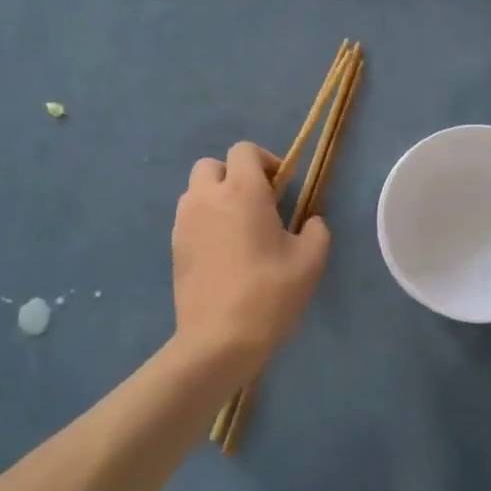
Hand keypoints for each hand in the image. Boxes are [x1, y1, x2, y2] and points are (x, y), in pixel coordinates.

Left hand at [171, 142, 330, 380]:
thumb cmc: (270, 294)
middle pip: (212, 165)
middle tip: (257, 204)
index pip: (244, 150)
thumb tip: (309, 221)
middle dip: (234, 175)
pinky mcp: (174, 247)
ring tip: (238, 229)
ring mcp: (184, 222)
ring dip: (216, 198)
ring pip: (196, 191)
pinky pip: (189, 218)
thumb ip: (316, 230)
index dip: (265, 161)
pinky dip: (204, 222)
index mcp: (242, 191)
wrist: (219, 340)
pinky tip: (223, 252)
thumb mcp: (311, 261)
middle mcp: (207, 197)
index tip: (281, 187)